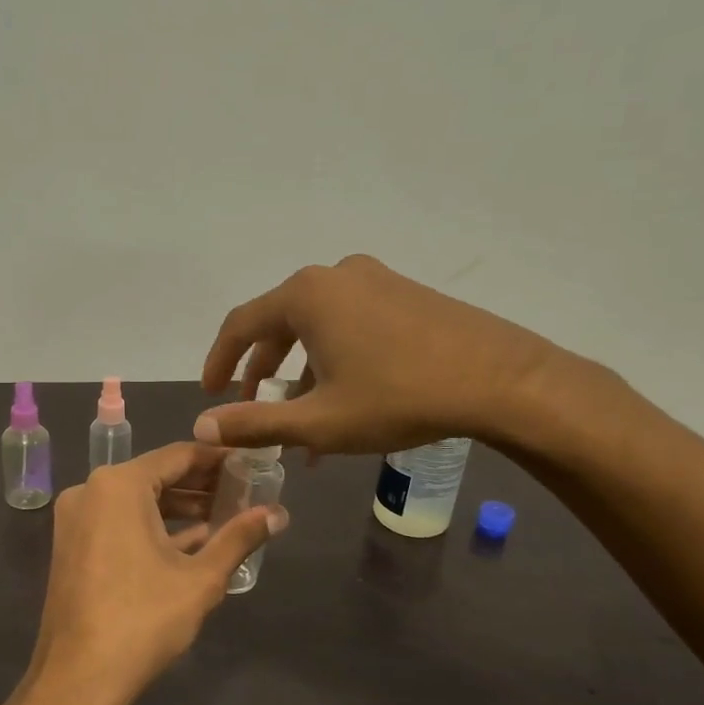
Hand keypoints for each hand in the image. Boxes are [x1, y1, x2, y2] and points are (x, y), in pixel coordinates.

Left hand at [24, 443, 284, 704]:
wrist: (78, 679)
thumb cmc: (142, 620)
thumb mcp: (201, 578)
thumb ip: (239, 538)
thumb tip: (279, 514)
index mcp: (118, 485)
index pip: (178, 455)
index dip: (218, 460)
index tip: (252, 464)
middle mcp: (90, 491)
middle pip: (156, 476)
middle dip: (201, 485)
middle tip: (245, 492)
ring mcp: (76, 519)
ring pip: (137, 501)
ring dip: (180, 508)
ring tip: (226, 517)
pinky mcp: (73, 545)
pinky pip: (119, 522)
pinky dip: (153, 527)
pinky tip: (192, 542)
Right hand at [194, 254, 581, 455]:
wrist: (500, 380)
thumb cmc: (398, 398)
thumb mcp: (319, 421)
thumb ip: (255, 423)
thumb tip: (203, 428)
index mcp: (306, 294)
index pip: (241, 324)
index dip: (219, 361)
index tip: (210, 394)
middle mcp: (335, 276)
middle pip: (279, 323)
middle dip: (262, 371)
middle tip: (251, 407)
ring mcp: (374, 280)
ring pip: (317, 327)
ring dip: (301, 372)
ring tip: (300, 420)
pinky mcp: (404, 294)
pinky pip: (350, 324)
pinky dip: (334, 360)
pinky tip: (343, 402)